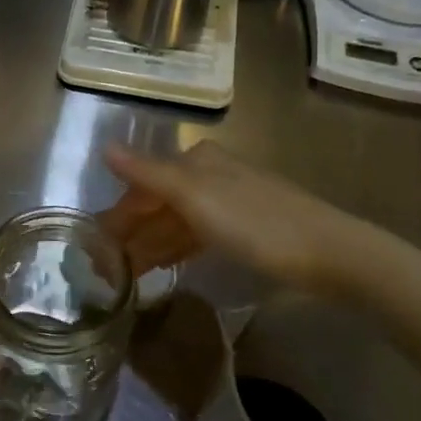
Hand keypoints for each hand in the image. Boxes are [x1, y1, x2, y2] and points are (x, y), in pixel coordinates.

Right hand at [100, 142, 347, 286]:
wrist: (327, 253)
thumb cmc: (255, 223)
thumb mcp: (194, 197)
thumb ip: (147, 173)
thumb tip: (105, 147)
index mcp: (196, 161)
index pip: (143, 184)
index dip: (118, 213)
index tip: (93, 245)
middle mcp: (210, 175)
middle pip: (159, 202)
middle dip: (132, 231)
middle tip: (105, 266)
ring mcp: (229, 202)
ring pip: (176, 221)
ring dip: (150, 243)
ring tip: (126, 273)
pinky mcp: (244, 228)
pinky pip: (196, 235)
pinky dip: (175, 248)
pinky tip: (162, 265)